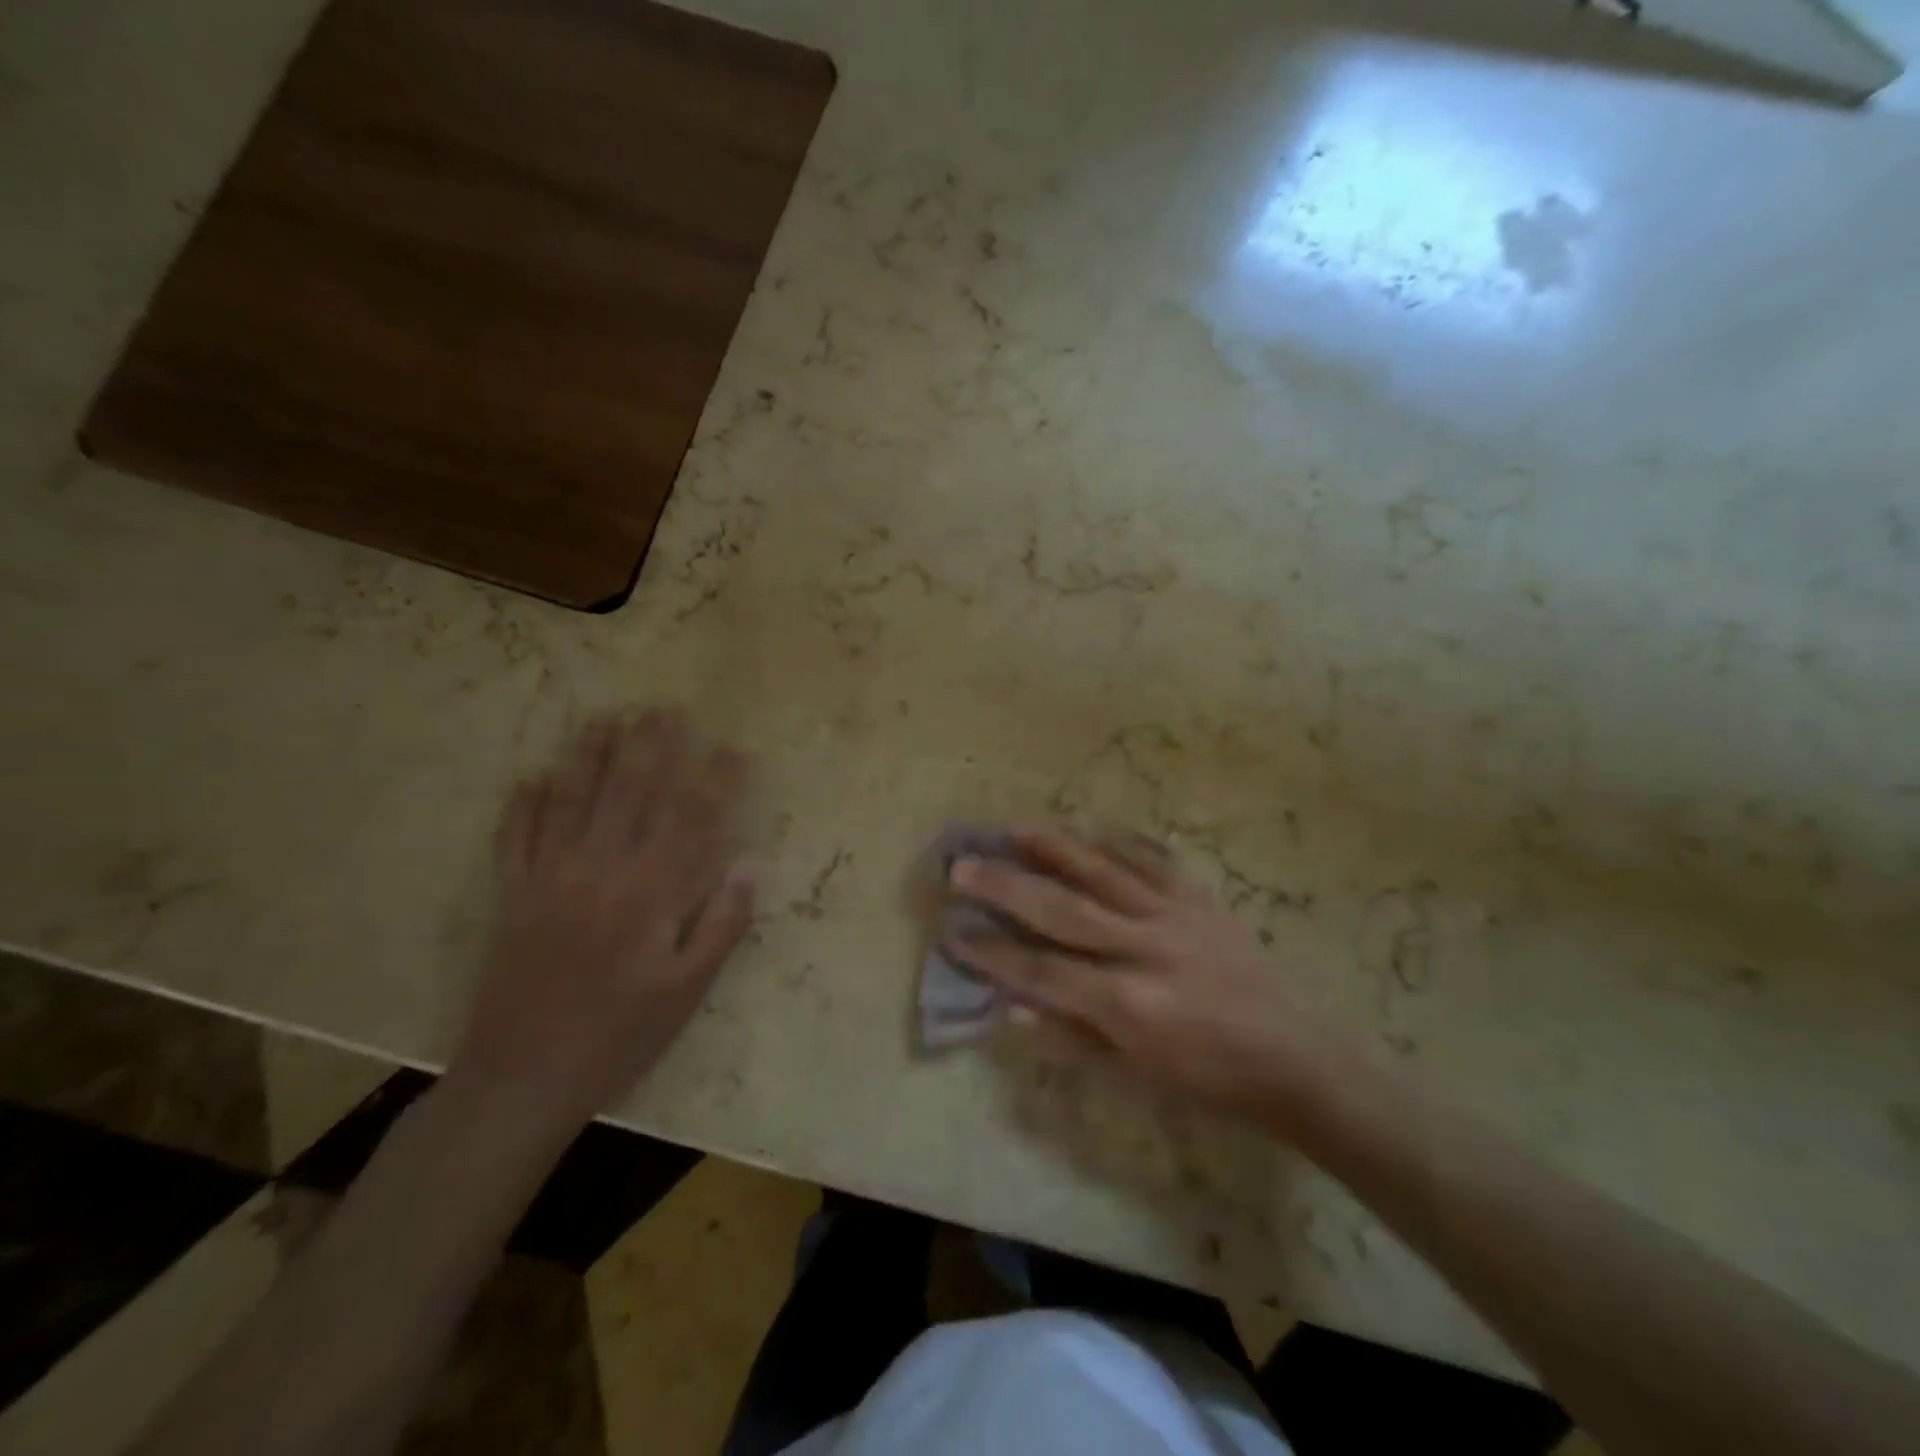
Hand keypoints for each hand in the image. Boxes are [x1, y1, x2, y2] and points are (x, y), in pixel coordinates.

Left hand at [452, 710, 755, 1130]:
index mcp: (649, 894)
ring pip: (572, 802)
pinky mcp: (512, 897)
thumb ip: (720, 925)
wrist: (523, 1078)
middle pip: (630, 794)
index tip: (736, 749)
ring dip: (591, 756)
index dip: (717, 781)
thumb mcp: (686, 992)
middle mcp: (601, 871)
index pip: (691, 821)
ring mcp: (550, 879)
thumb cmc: (620, 1036)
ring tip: (606, 717)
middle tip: (665, 708)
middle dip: (651, 747)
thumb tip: (751, 867)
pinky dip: (524, 803)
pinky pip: (515, 837)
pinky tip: (534, 774)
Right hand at [947, 827, 1368, 1129]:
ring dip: (1054, 847)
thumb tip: (1011, 1008)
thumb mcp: (1137, 1077)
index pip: (1042, 969)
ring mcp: (1175, 915)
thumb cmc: (1211, 1080)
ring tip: (1013, 827)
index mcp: (1128, 1001)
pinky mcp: (1201, 899)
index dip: (993, 952)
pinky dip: (1121, 842)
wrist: (1297, 1057)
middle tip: (963, 865)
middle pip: (1062, 908)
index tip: (953, 930)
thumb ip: (1072, 1039)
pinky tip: (1093, 827)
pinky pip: (1154, 860)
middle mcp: (1145, 947)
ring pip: (1103, 871)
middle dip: (1006, 886)